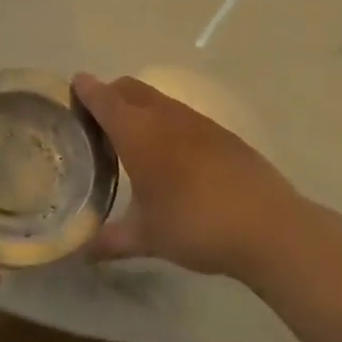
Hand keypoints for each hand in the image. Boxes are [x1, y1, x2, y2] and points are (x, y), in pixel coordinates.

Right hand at [73, 74, 338, 279]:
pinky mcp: (223, 134)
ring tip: (132, 138)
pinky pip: (183, 116)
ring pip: (159, 100)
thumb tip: (82, 253)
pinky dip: (166, 122)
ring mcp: (198, 122)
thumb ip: (111, 240)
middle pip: (130, 88)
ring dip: (140, 107)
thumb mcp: (147, 237)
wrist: (269, 228)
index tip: (72, 87)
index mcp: (138, 133)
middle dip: (110, 94)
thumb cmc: (195, 225)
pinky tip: (172, 156)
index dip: (85, 89)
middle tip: (96, 120)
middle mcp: (165, 117)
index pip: (104, 98)